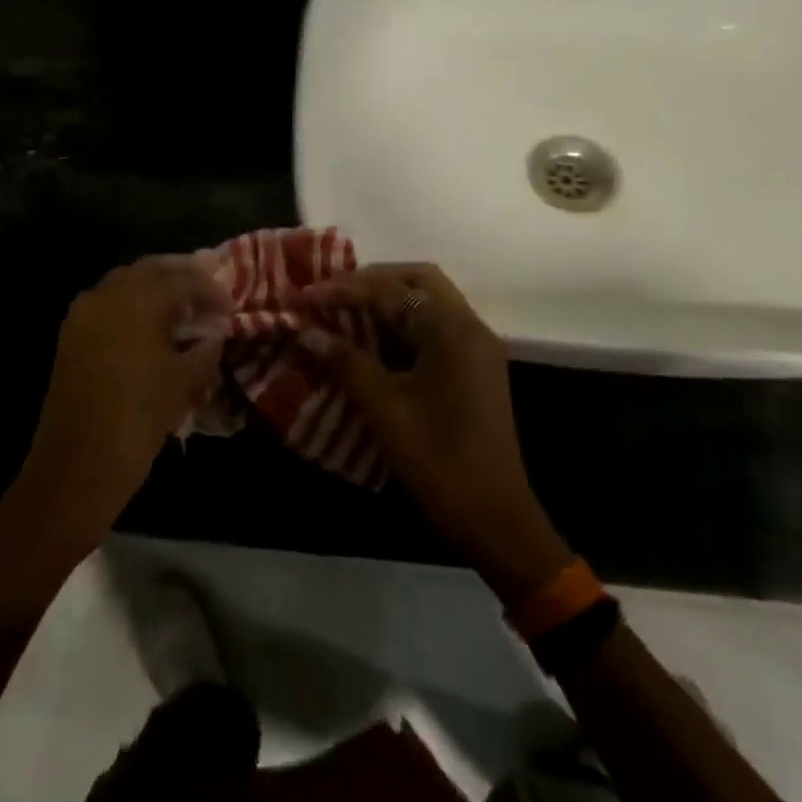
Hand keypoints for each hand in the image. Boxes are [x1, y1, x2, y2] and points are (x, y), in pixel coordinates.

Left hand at [15, 255, 229, 544]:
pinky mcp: (71, 333)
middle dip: (181, 276)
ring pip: (126, 282)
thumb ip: (205, 349)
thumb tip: (214, 332)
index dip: (210, 288)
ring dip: (155, 287)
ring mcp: (84, 312)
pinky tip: (151, 325)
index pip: (182, 278)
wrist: (77, 465)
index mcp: (137, 299)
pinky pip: (108, 303)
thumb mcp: (184, 382)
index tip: (230, 304)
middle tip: (207, 291)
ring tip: (183, 307)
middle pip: (150, 269)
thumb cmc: (138, 419)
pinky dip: (133, 304)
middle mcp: (107, 294)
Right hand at [300, 263, 571, 604]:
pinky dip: (404, 322)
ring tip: (344, 309)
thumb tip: (307, 330)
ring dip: (389, 299)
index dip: (343, 289)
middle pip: (418, 280)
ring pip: (430, 301)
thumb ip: (346, 362)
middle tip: (332, 293)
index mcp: (451, 330)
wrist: (496, 522)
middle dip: (372, 281)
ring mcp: (477, 348)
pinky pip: (436, 326)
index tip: (304, 295)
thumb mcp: (384, 409)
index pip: (390, 290)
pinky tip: (373, 337)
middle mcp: (470, 327)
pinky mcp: (476, 368)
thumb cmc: (438, 461)